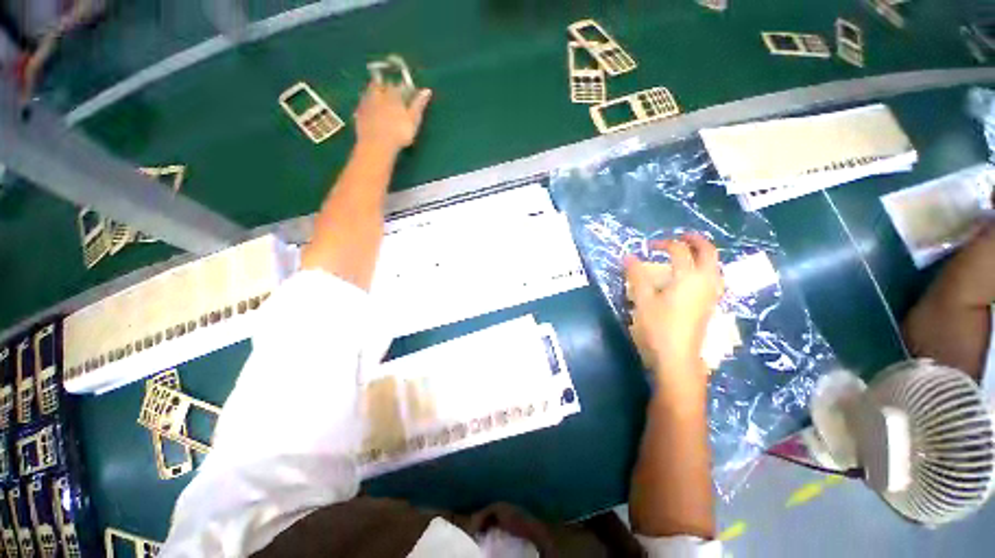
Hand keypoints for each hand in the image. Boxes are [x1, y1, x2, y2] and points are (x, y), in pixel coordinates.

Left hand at [354, 82, 431, 154]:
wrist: (377, 145)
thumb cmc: (399, 133)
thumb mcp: (413, 120)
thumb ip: (419, 105)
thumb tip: (427, 91)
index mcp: (393, 94)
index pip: (400, 86)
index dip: (405, 89)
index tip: (409, 93)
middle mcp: (378, 94)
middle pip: (382, 85)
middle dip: (387, 87)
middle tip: (392, 94)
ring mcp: (366, 102)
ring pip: (370, 91)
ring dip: (375, 93)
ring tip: (381, 100)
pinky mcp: (359, 112)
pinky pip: (363, 103)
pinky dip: (368, 104)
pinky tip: (371, 109)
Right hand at [625, 234, 722, 389]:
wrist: (677, 357)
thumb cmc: (658, 327)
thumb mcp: (643, 299)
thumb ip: (637, 275)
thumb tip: (628, 256)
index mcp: (688, 277)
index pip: (679, 251)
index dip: (664, 244)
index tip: (648, 247)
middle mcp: (705, 281)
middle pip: (708, 252)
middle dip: (696, 240)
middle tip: (682, 236)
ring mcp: (711, 294)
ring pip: (715, 265)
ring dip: (704, 254)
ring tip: (689, 252)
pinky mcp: (711, 304)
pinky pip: (714, 277)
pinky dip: (706, 267)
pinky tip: (694, 275)